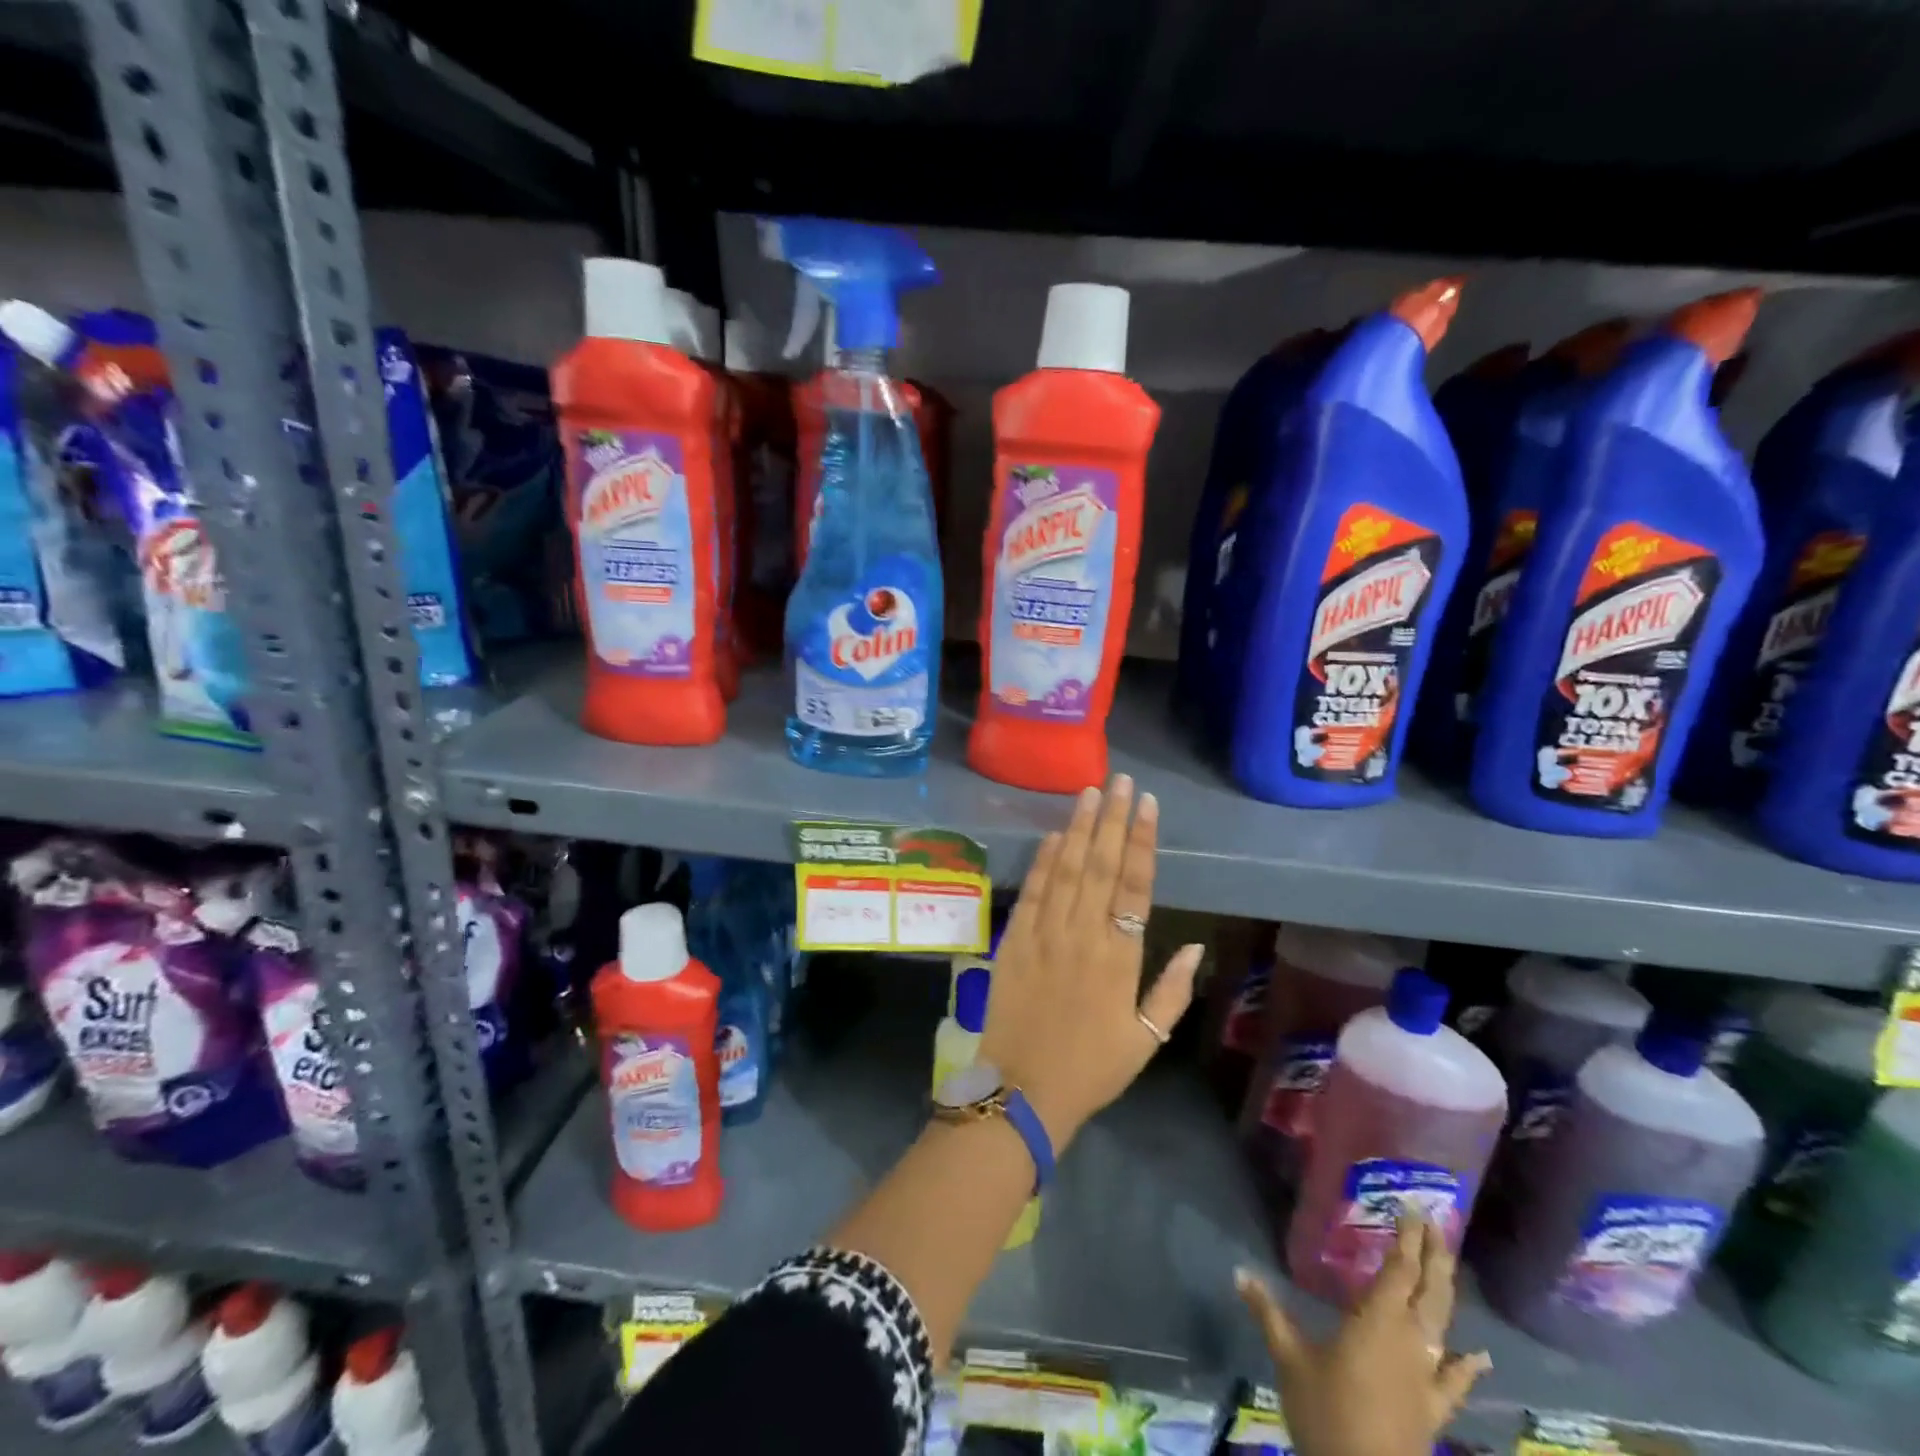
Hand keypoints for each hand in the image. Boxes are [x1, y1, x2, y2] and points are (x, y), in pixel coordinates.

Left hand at [979, 774, 1202, 1149]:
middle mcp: (1083, 934)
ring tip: (1090, 792)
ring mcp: (1045, 933)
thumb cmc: (1092, 1068)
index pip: (1134, 885)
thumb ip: (1173, 989)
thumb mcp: (1146, 1038)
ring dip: (1079, 828)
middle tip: (1120, 780)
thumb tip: (1195, 945)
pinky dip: (1044, 861)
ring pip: (1066, 870)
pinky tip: (1054, 835)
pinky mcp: (1016, 939)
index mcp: (1120, 956)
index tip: (1146, 805)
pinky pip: (1033, 892)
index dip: (1141, 841)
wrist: (1024, 1089)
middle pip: (1100, 865)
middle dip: (1112, 819)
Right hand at [1236, 1217, 1491, 1455]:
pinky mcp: (1435, 1410)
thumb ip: (1268, 1312)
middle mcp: (1410, 1341)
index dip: (1407, 1238)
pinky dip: (1468, 1366)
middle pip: (1430, 1291)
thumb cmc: (1326, 1413)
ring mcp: (1427, 1378)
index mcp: (1377, 1321)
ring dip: (1447, 1293)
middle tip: (1436, 1224)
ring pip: (1445, 1326)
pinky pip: (1456, 1381)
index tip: (1412, 1208)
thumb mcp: (1289, 1359)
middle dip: (1433, 1256)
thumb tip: (1238, 1270)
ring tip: (1449, 1266)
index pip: (1399, 1269)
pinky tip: (1480, 1357)